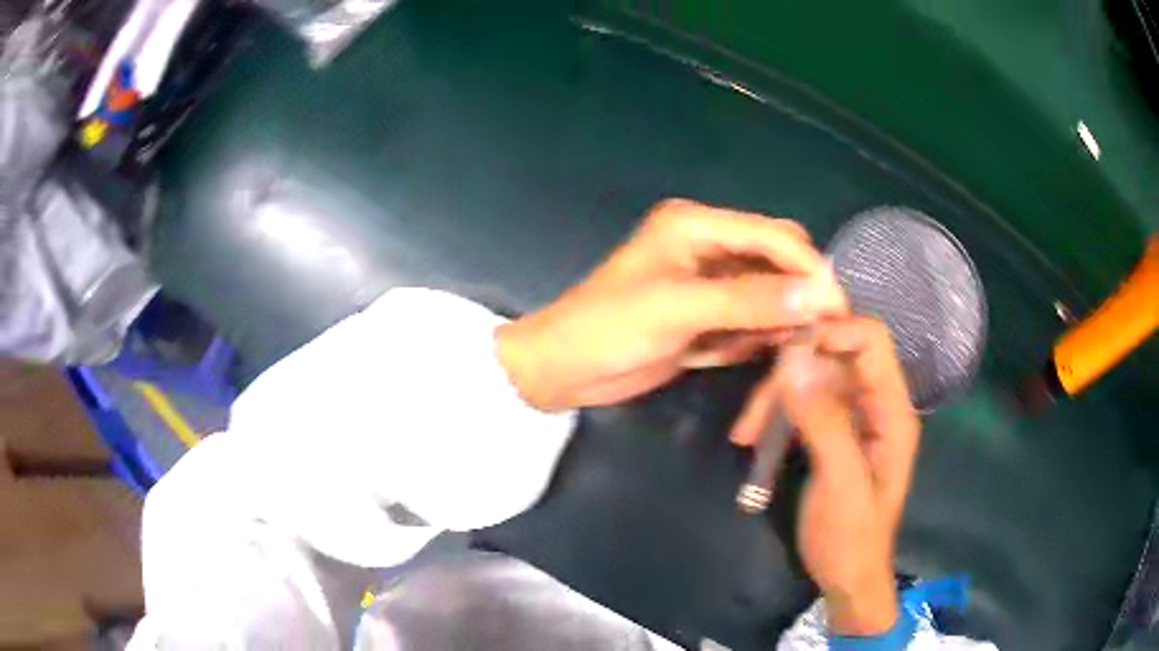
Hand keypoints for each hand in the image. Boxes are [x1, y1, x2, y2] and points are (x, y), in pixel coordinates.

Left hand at [495, 198, 846, 411]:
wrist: (563, 370)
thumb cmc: (609, 328)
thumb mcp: (680, 309)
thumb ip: (750, 301)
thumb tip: (818, 294)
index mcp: (696, 225)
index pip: (771, 235)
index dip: (807, 266)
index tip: (836, 305)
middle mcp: (708, 246)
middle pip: (774, 259)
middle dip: (798, 292)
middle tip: (820, 330)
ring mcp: (708, 283)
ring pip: (767, 293)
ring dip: (780, 319)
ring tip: (791, 347)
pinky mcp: (706, 316)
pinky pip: (749, 320)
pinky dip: (757, 337)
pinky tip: (757, 353)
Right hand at [731, 317, 919, 634]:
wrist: (847, 579)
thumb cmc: (851, 537)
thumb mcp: (840, 482)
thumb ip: (824, 421)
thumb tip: (793, 359)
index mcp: (892, 410)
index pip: (870, 340)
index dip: (830, 332)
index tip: (782, 350)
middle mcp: (876, 404)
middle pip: (834, 356)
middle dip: (791, 373)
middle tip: (753, 410)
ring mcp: (853, 418)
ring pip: (812, 380)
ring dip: (776, 398)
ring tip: (745, 434)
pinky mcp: (832, 432)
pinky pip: (803, 404)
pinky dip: (776, 415)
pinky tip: (753, 439)